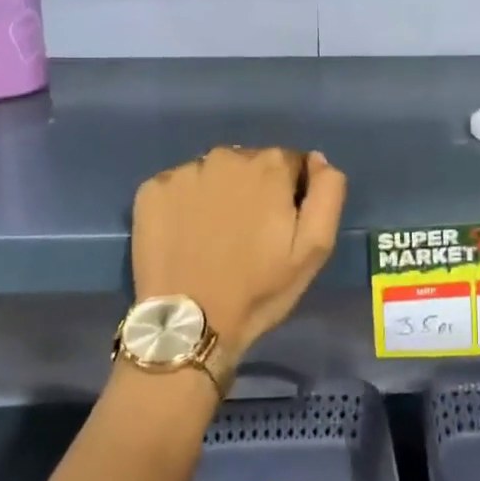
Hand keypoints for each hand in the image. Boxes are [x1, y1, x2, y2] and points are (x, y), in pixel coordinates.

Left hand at [131, 147, 347, 362]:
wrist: (190, 324)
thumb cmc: (259, 288)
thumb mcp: (315, 247)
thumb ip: (327, 192)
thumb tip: (317, 159)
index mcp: (269, 166)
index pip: (290, 163)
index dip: (290, 193)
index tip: (281, 226)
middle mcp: (226, 156)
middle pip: (250, 164)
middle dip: (255, 190)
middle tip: (248, 235)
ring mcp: (185, 171)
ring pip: (214, 174)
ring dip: (220, 194)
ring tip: (215, 237)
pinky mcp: (151, 190)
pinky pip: (178, 186)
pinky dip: (185, 203)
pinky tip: (186, 234)